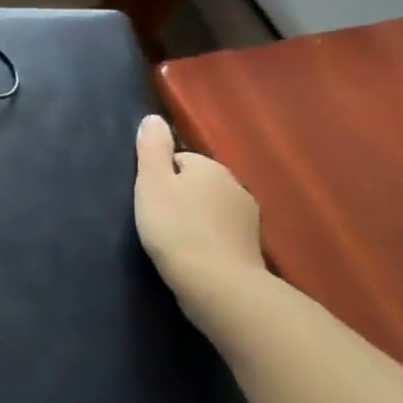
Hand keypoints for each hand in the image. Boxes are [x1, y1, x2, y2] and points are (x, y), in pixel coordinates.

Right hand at [133, 114, 265, 317]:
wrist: (217, 284)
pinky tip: (196, 256)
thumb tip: (154, 118)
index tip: (150, 200)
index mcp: (210, 167)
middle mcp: (235, 186)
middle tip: (159, 220)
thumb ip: (152, 148)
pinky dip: (210, 240)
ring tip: (176, 240)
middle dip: (181, 197)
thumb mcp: (151, 182)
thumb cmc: (176, 227)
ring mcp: (248, 219)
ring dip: (197, 219)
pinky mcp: (252, 248)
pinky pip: (223, 233)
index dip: (161, 178)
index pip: (180, 160)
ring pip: (212, 208)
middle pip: (198, 183)